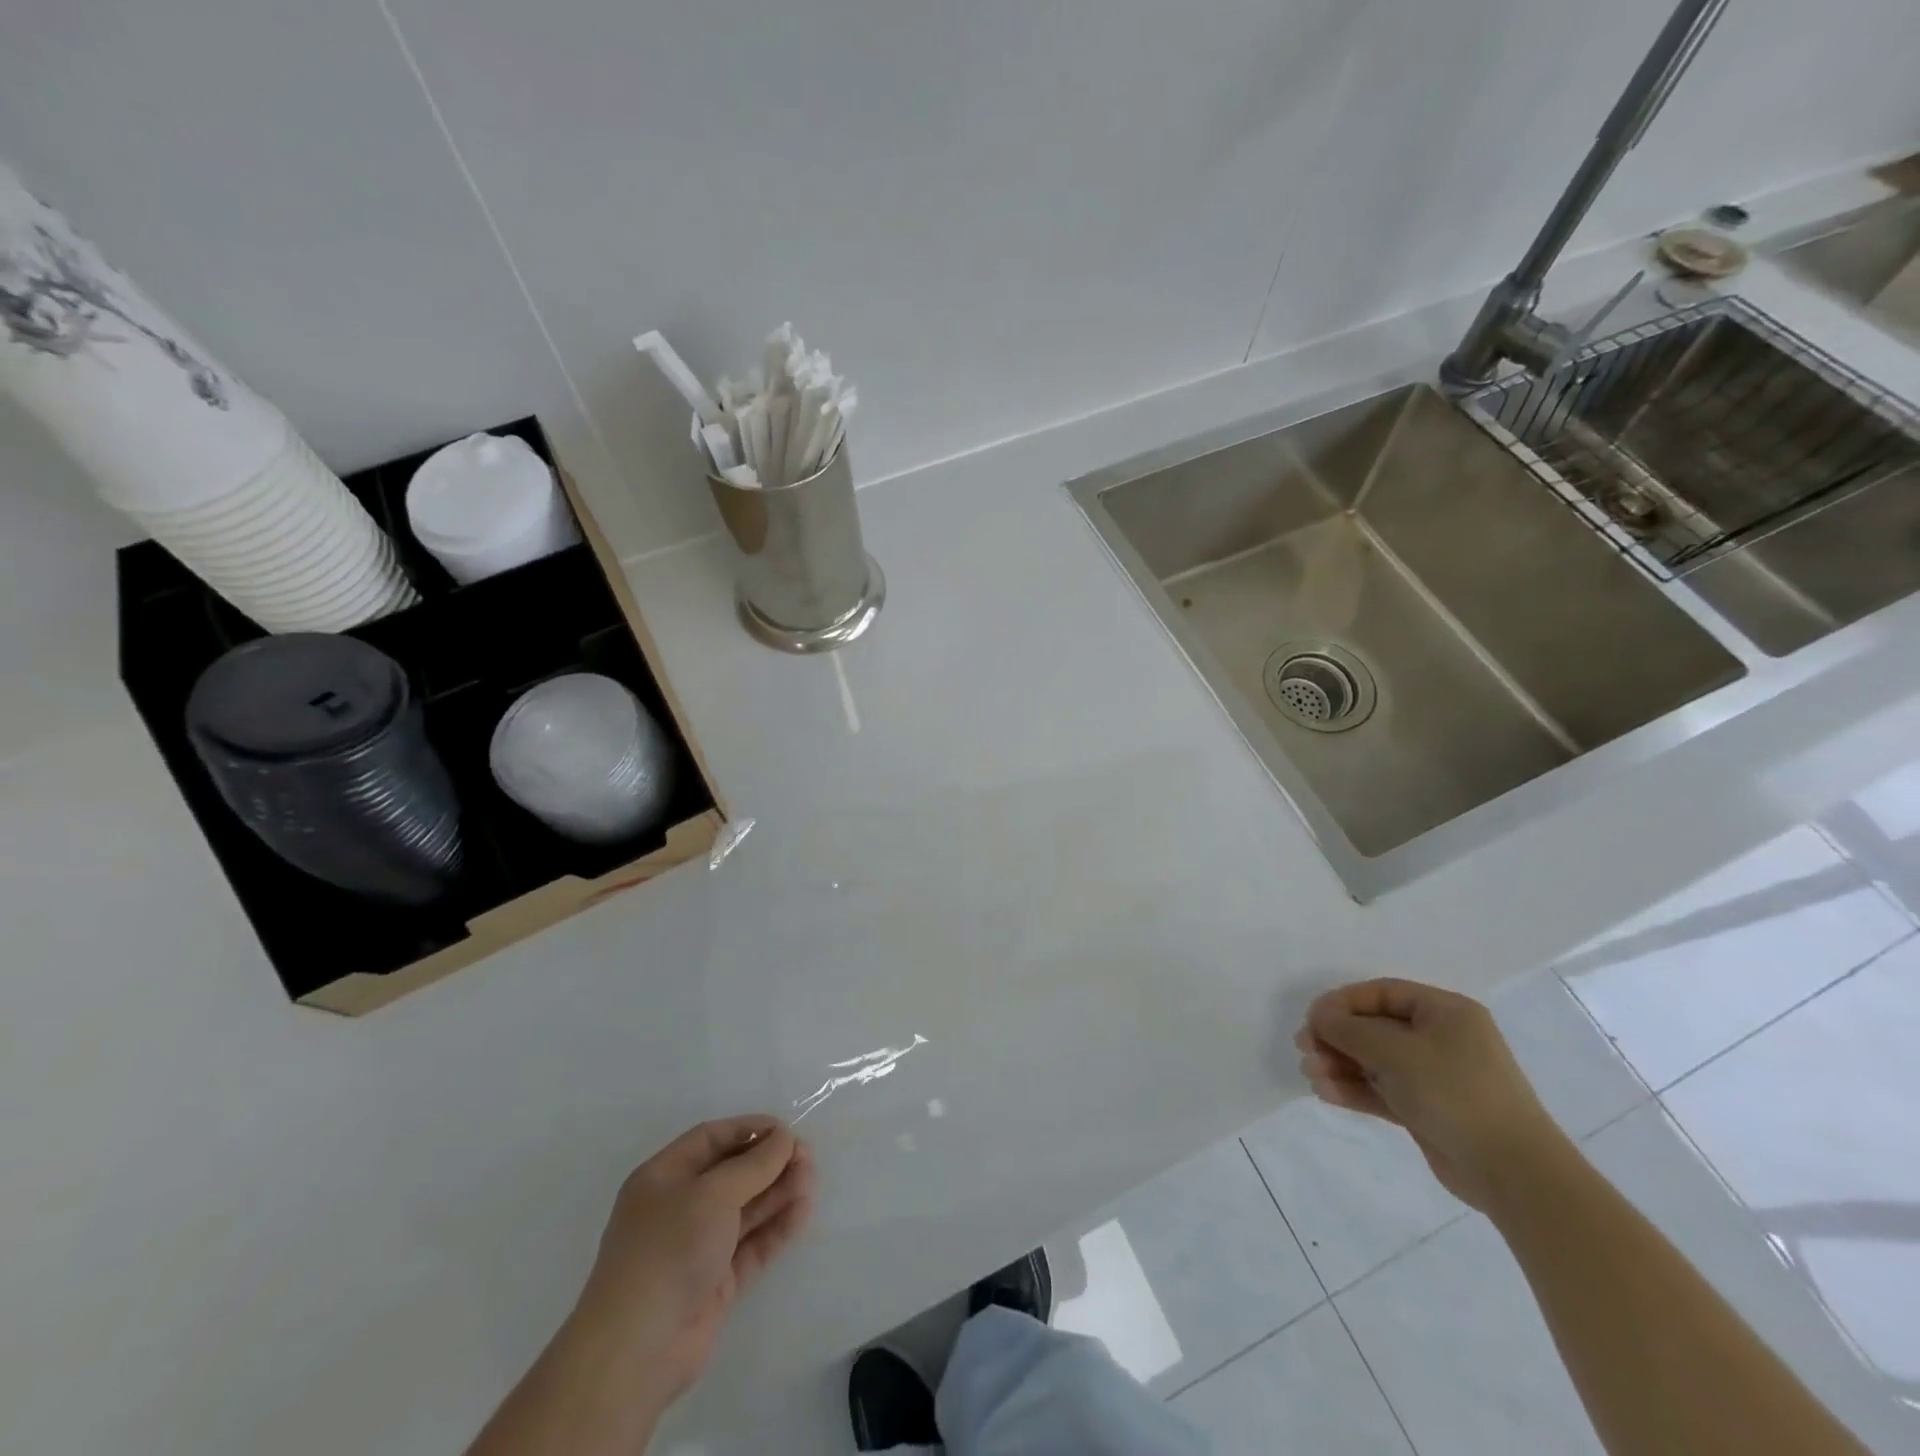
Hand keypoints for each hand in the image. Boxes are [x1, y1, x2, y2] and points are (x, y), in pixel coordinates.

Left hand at [569, 1116, 815, 1409]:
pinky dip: (776, 1227)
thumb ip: (755, 1164)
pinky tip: (802, 1211)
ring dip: (778, 1191)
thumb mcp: (713, 1193)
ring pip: (745, 1208)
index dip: (749, 1130)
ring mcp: (697, 1246)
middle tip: (808, 1157)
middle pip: (732, 1173)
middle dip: (770, 1162)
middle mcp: (679, 1207)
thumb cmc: (669, 1249)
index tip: (786, 1130)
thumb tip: (785, 1138)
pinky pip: (751, 1244)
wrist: (637, 1349)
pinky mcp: (715, 1282)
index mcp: (663, 1177)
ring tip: (811, 1180)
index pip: (711, 1139)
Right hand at [1295, 979, 1569, 1211]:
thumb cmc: (1454, 1092)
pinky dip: (1355, 1089)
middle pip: (1374, 1027)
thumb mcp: (1394, 1051)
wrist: (1513, 1173)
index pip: (1381, 993)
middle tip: (1304, 1048)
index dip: (1342, 1003)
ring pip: (1375, 1061)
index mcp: (1444, 1012)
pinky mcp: (1428, 1110)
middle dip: (1336, 1038)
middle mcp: (1441, 1038)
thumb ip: (1349, 1029)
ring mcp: (1435, 1076)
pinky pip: (1383, 1090)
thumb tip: (1319, 1017)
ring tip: (1311, 1075)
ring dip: (1340, 1065)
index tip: (1312, 1020)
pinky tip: (1326, 1093)